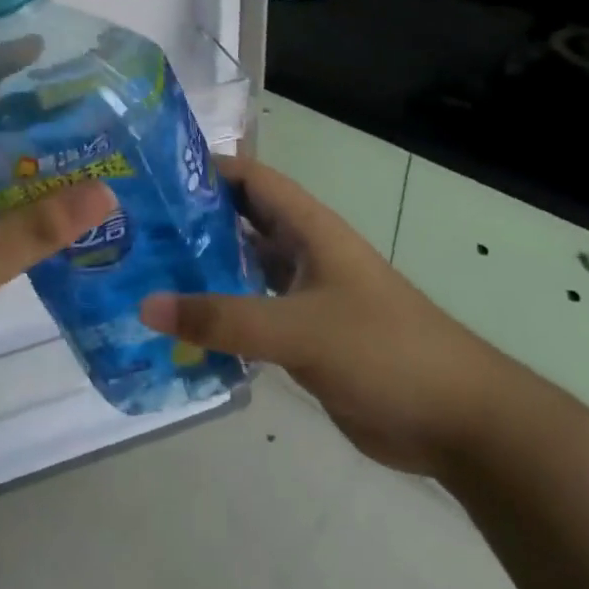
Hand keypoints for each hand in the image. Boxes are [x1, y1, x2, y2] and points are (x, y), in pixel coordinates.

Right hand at [140, 156, 511, 478]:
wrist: (456, 419)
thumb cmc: (384, 350)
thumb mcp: (300, 329)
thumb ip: (225, 318)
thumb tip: (146, 304)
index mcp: (309, 229)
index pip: (251, 179)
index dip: (205, 169)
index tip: (151, 176)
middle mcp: (302, 252)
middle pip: (240, 222)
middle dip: (192, 221)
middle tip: (132, 228)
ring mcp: (303, 295)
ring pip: (242, 269)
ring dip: (202, 270)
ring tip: (142, 273)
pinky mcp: (303, 336)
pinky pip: (250, 314)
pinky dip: (219, 315)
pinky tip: (179, 327)